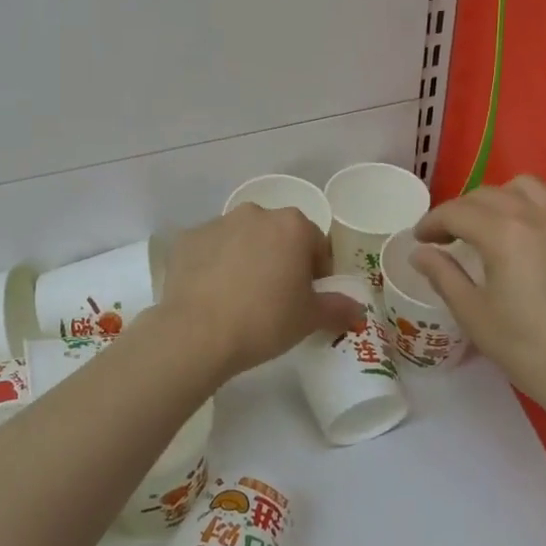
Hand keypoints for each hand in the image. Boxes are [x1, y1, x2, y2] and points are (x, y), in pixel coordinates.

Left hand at [159, 206, 362, 380]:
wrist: (197, 332)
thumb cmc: (264, 320)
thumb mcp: (309, 318)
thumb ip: (338, 308)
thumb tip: (357, 310)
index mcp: (292, 225)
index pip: (316, 243)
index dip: (316, 272)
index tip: (308, 297)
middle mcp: (255, 213)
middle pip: (278, 235)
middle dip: (281, 259)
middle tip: (276, 297)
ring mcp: (217, 222)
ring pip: (243, 239)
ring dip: (247, 258)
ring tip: (240, 297)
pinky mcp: (187, 238)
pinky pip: (211, 249)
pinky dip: (215, 264)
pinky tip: (212, 295)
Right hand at [412, 176, 545, 422]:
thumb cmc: (528, 348)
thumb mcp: (474, 314)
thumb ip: (443, 275)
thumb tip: (419, 253)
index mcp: (503, 233)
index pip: (456, 212)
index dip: (432, 222)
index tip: (419, 239)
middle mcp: (535, 215)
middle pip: (487, 194)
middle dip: (459, 210)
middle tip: (446, 237)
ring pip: (524, 187)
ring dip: (497, 198)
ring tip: (487, 226)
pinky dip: (529, 205)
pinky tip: (524, 233)